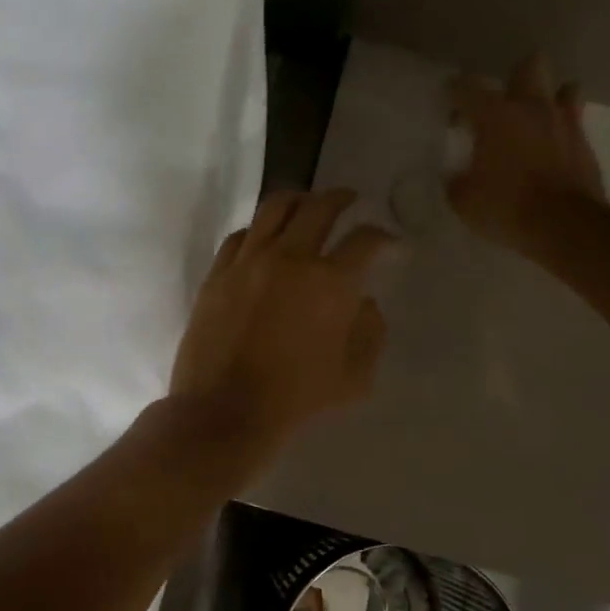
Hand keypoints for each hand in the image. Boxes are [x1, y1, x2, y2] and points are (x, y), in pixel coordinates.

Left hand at [170, 189, 393, 458]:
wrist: (224, 412)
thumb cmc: (295, 400)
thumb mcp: (354, 378)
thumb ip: (370, 333)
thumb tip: (365, 303)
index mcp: (330, 283)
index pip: (366, 240)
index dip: (386, 238)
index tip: (391, 245)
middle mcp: (290, 259)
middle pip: (320, 208)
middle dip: (342, 199)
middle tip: (350, 200)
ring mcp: (248, 262)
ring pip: (275, 208)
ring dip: (299, 200)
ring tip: (307, 204)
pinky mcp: (218, 273)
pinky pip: (240, 235)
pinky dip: (259, 229)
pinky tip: (265, 237)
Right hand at [447, 54, 609, 255]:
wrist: (565, 225)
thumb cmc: (506, 208)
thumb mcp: (464, 201)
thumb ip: (456, 181)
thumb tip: (456, 176)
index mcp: (494, 115)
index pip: (467, 86)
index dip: (455, 92)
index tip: (449, 104)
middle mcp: (531, 107)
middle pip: (529, 65)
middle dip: (515, 78)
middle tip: (502, 105)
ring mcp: (564, 121)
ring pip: (564, 88)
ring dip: (549, 99)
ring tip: (535, 121)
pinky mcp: (585, 142)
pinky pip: (575, 122)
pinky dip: (563, 129)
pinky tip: (552, 147)